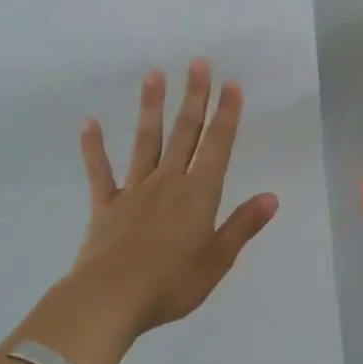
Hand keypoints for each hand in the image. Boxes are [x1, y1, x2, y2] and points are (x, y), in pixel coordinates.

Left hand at [24, 61, 278, 363]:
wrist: (109, 300)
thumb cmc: (171, 283)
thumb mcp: (218, 259)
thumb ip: (243, 225)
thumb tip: (272, 196)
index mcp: (199, 193)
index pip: (218, 145)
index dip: (227, 114)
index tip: (232, 84)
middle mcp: (169, 182)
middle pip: (185, 132)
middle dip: (194, 96)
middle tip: (198, 63)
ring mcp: (135, 190)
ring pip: (146, 141)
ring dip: (151, 107)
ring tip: (154, 74)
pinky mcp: (106, 206)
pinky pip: (100, 172)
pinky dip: (94, 148)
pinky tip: (90, 123)